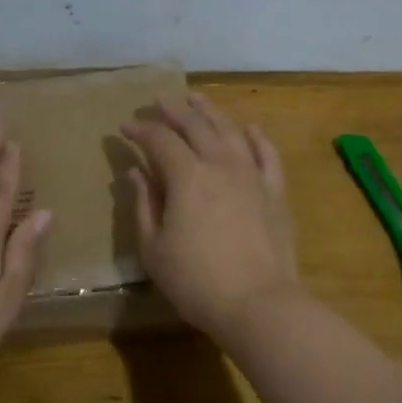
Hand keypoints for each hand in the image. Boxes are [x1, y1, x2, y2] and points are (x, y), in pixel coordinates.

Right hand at [123, 92, 300, 338]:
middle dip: (174, 111)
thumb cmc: (196, 281)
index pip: (159, 140)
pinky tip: (249, 129)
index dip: (140, 130)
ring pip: (230, 131)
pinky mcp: (275, 192)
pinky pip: (267, 155)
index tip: (125, 126)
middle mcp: (220, 164)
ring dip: (210, 112)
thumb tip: (134, 173)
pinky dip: (256, 138)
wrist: (258, 303)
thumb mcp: (154, 248)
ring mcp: (252, 175)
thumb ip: (143, 205)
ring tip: (196, 99)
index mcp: (186, 176)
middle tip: (159, 101)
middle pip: (196, 126)